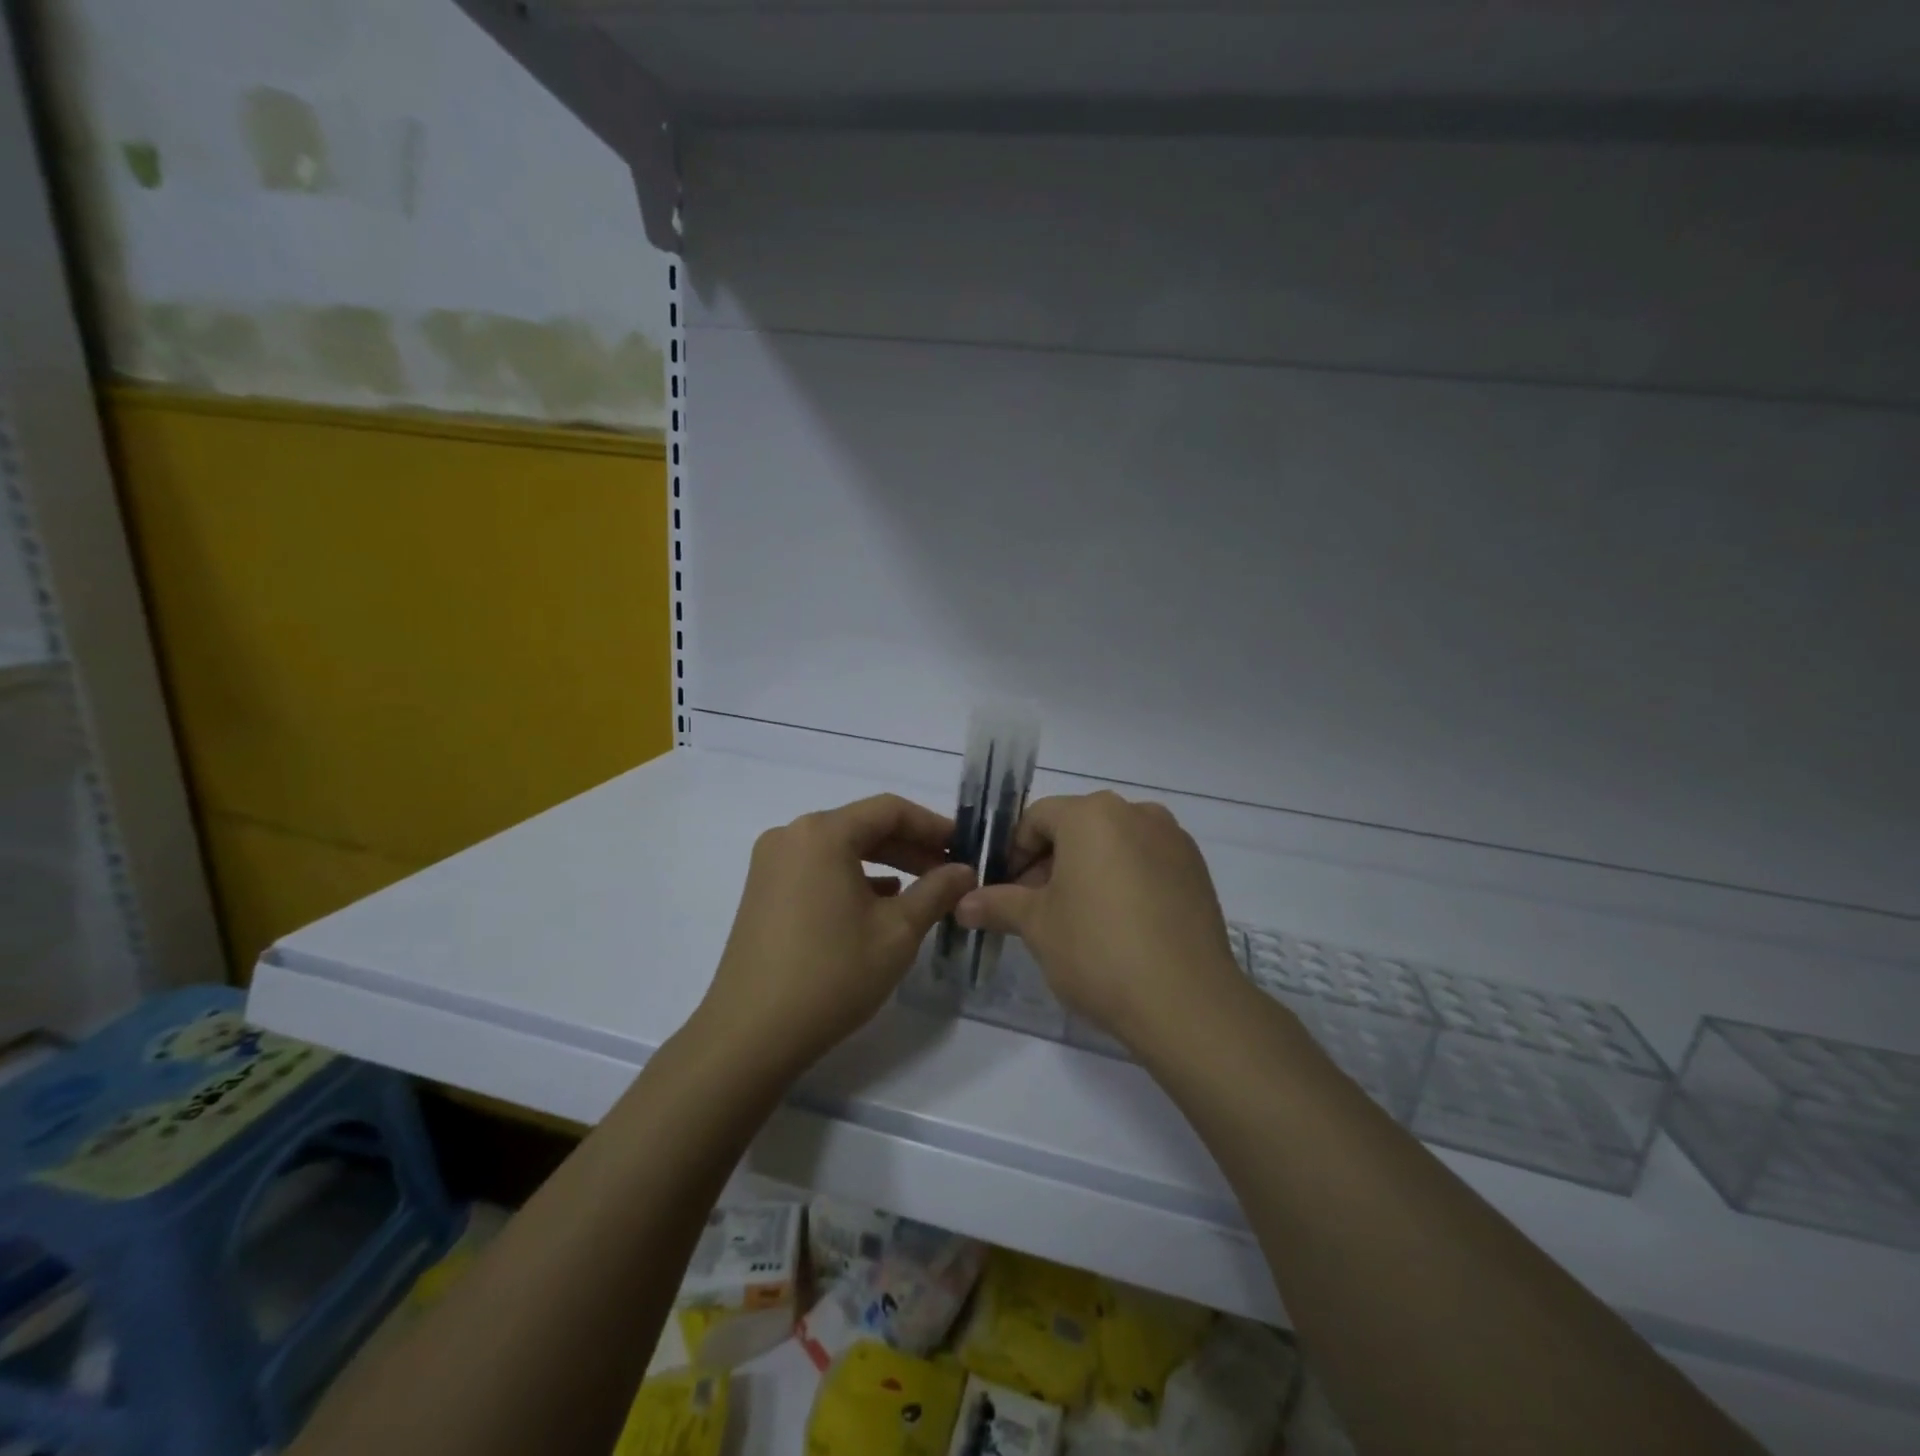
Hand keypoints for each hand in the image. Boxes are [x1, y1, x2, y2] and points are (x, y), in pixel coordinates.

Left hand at [697, 794, 975, 1072]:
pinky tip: (880, 904)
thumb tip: (964, 870)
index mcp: (822, 833)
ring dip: (885, 864)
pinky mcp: (763, 892)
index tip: (965, 847)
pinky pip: (819, 870)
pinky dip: (854, 879)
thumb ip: (937, 891)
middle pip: (863, 826)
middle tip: (950, 872)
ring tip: (923, 890)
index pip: (889, 810)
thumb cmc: (832, 974)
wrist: (751, 1034)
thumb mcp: (898, 932)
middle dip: (911, 847)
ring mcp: (771, 864)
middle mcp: (791, 835)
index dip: (933, 825)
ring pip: (841, 849)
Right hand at [954, 791, 1242, 1051]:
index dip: (1013, 852)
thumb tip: (963, 904)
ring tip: (1077, 920)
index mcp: (1092, 814)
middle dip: (1049, 863)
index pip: (1037, 818)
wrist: (1186, 1001)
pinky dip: (1124, 881)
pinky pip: (1147, 862)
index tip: (1004, 890)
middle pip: (1078, 827)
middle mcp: (1136, 813)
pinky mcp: (1197, 870)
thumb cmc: (1097, 950)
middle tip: (1035, 909)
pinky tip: (1119, 926)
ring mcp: (1173, 840)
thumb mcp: (1037, 925)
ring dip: (1088, 871)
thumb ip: (998, 904)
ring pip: (1114, 844)